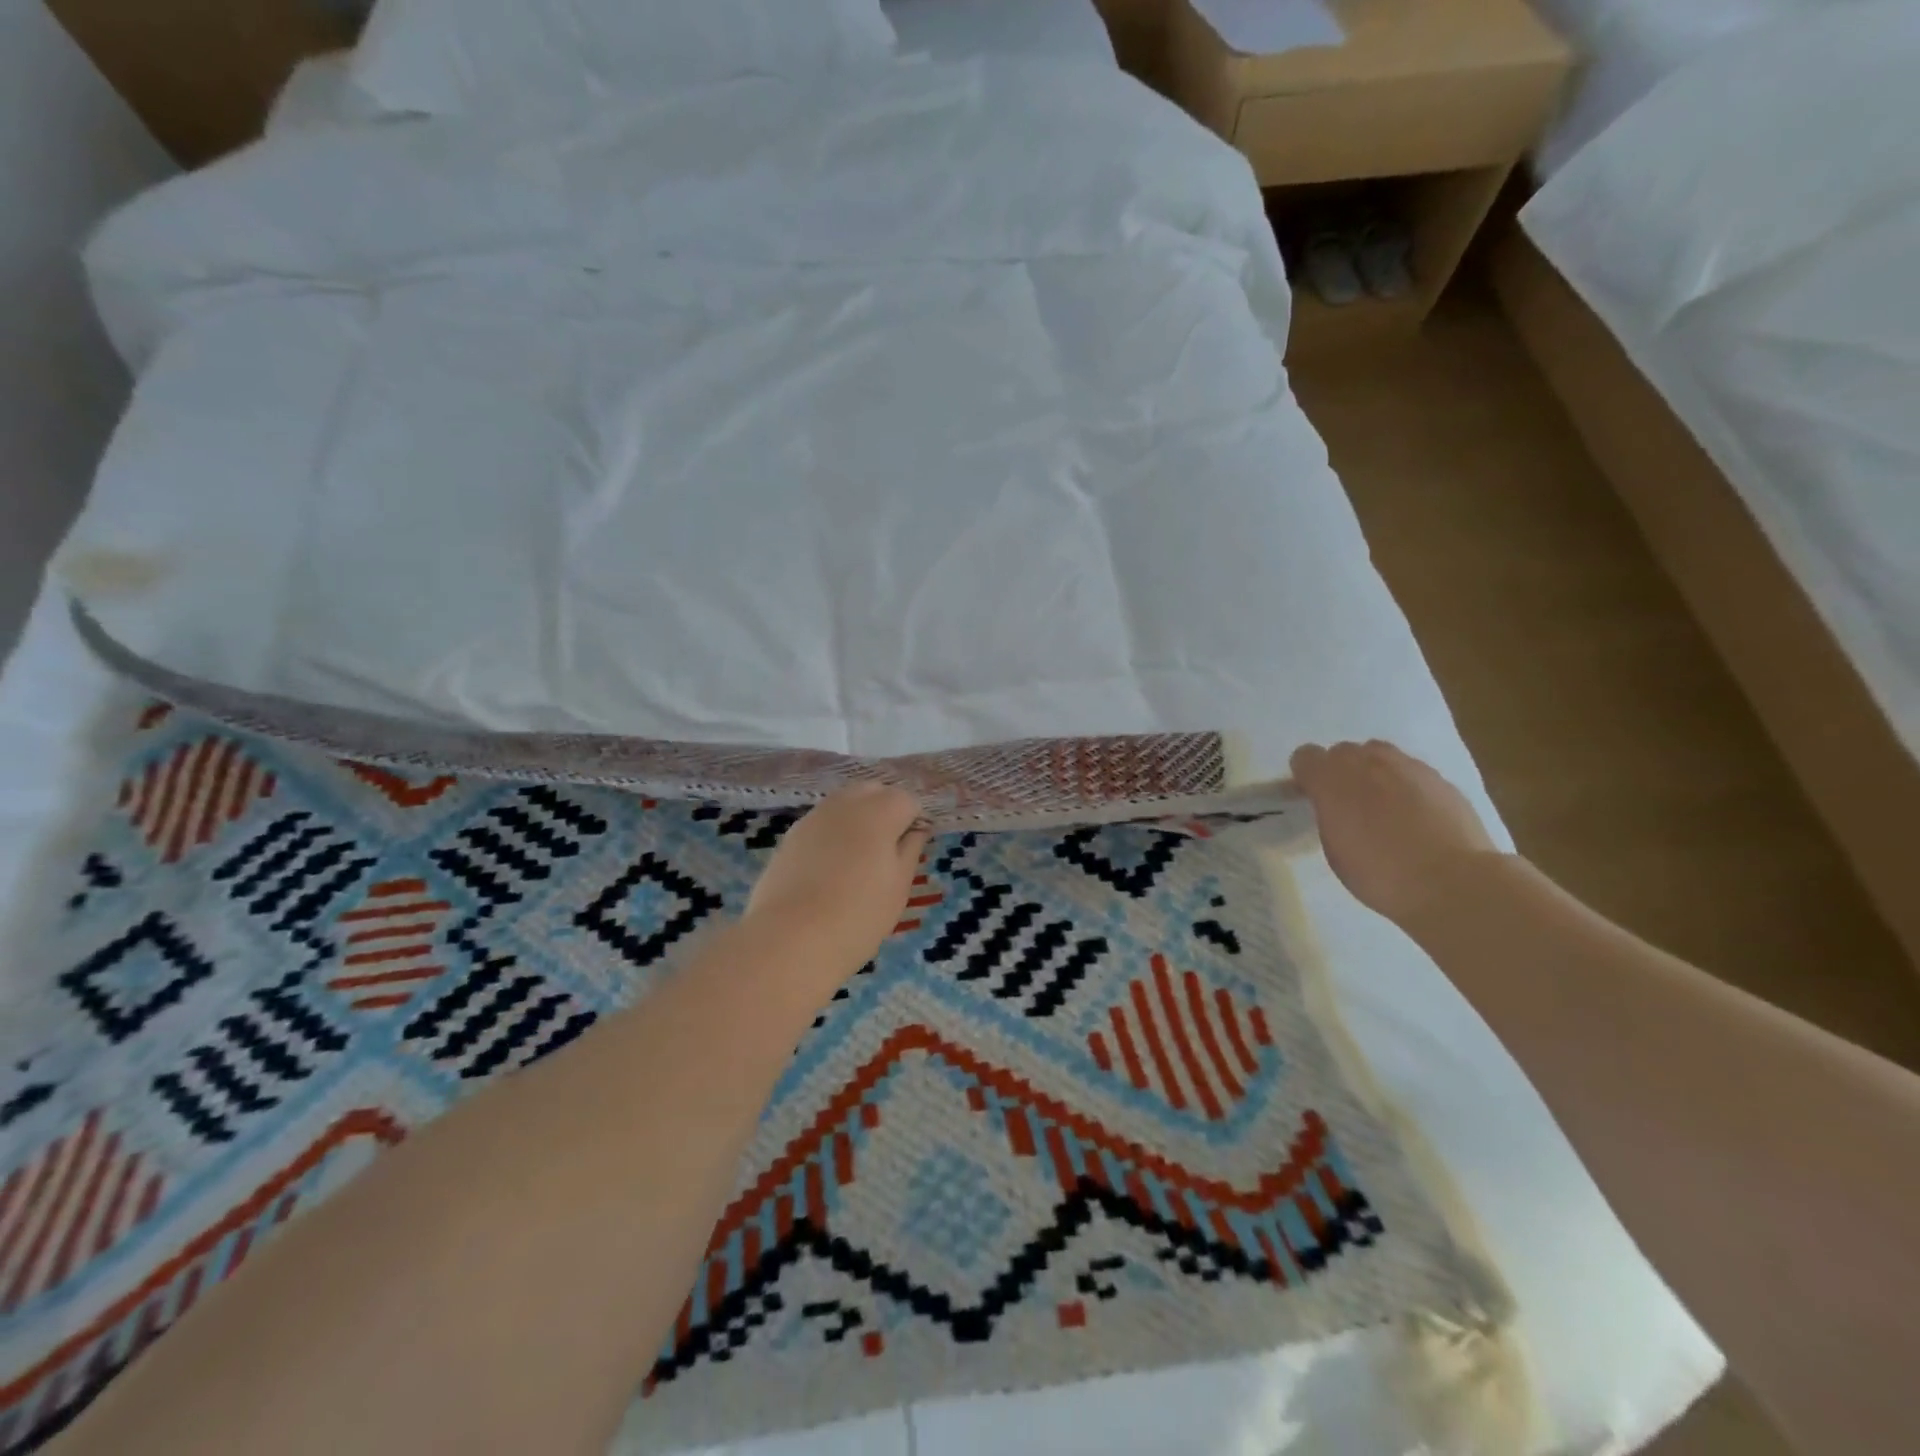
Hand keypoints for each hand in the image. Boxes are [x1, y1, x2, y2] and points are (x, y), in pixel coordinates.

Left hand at [746, 782, 929, 977]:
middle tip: (888, 851)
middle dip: (885, 811)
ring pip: (843, 804)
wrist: (789, 940)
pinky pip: (821, 824)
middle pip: (872, 792)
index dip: (914, 822)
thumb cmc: (858, 916)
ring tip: (859, 861)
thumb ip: (910, 850)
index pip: (907, 800)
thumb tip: (917, 830)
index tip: (911, 851)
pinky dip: (832, 836)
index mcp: (879, 812)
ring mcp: (813, 818)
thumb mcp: (898, 887)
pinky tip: (830, 869)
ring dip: (857, 821)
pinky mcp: (790, 836)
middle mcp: (845, 804)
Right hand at [1289, 740, 1501, 925]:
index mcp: (1332, 781)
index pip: (1305, 757)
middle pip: (1342, 751)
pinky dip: (1405, 785)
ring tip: (1382, 805)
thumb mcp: (1335, 851)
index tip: (1312, 798)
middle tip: (1347, 804)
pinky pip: (1411, 771)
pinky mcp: (1440, 778)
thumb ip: (1329, 816)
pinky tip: (1415, 815)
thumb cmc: (1381, 875)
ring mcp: (1407, 767)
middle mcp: (1366, 763)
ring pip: (1379, 754)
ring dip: (1373, 772)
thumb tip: (1334, 807)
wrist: (1452, 883)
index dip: (1306, 776)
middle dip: (1340, 771)